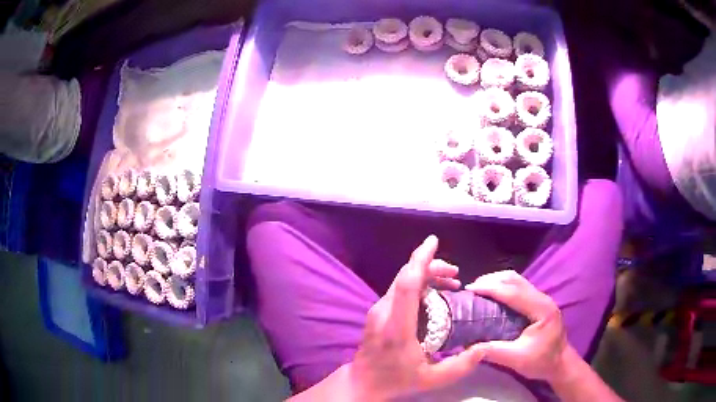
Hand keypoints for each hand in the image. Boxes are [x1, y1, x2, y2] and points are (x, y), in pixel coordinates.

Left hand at [350, 235, 485, 399]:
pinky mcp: (379, 312)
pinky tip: (435, 294)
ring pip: (402, 280)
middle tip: (456, 274)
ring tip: (451, 282)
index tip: (433, 241)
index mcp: (397, 327)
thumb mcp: (432, 380)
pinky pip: (399, 289)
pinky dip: (418, 284)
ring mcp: (378, 310)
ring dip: (426, 274)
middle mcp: (384, 312)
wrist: (362, 382)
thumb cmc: (396, 381)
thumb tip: (484, 347)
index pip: (406, 284)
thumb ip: (460, 366)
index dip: (420, 260)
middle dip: (432, 266)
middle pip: (405, 276)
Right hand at [465, 270, 567, 381]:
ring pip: (517, 280)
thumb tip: (468, 346)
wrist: (560, 363)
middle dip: (491, 280)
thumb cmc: (542, 362)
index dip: (490, 288)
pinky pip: (518, 287)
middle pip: (515, 280)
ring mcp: (541, 299)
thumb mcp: (517, 360)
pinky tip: (493, 296)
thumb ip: (494, 352)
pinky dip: (503, 287)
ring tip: (479, 290)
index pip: (513, 292)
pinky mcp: (538, 303)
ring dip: (497, 281)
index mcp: (541, 309)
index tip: (470, 289)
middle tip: (471, 289)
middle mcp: (542, 298)